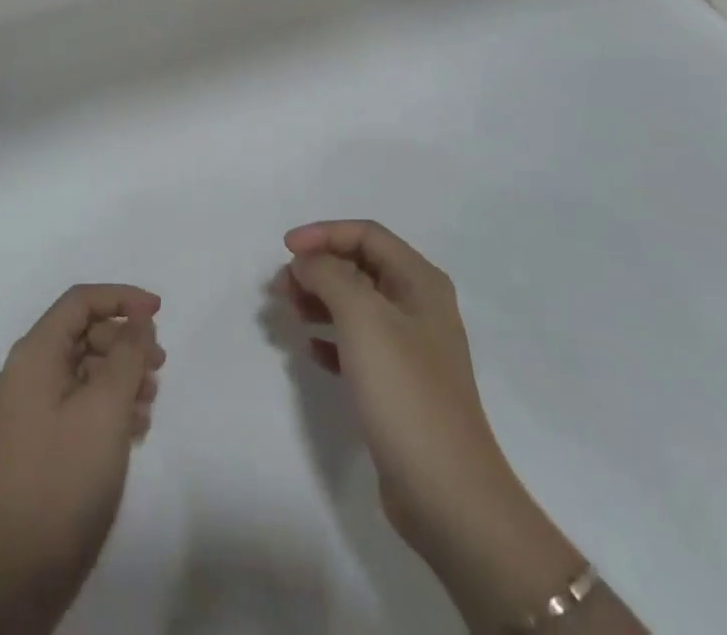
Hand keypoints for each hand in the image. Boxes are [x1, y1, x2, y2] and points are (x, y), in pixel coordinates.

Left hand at [0, 284, 164, 634]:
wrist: (28, 568)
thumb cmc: (69, 474)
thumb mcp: (107, 405)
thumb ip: (127, 352)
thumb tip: (138, 320)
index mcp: (33, 354)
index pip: (79, 302)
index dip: (121, 298)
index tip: (158, 313)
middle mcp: (26, 372)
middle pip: (83, 333)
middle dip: (125, 342)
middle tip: (160, 366)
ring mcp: (30, 408)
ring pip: (84, 368)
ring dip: (121, 375)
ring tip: (150, 403)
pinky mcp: (40, 438)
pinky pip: (78, 399)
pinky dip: (108, 403)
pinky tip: (134, 428)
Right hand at [285, 221, 599, 630]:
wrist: (446, 492)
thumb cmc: (404, 390)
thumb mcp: (362, 317)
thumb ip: (328, 275)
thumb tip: (306, 261)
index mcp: (419, 281)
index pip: (366, 234)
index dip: (323, 234)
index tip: (284, 250)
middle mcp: (418, 306)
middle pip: (359, 266)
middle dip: (317, 269)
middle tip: (279, 288)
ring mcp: (410, 347)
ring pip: (355, 305)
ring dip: (319, 301)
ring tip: (288, 315)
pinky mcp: (398, 384)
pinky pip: (356, 344)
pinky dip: (330, 339)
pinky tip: (310, 352)